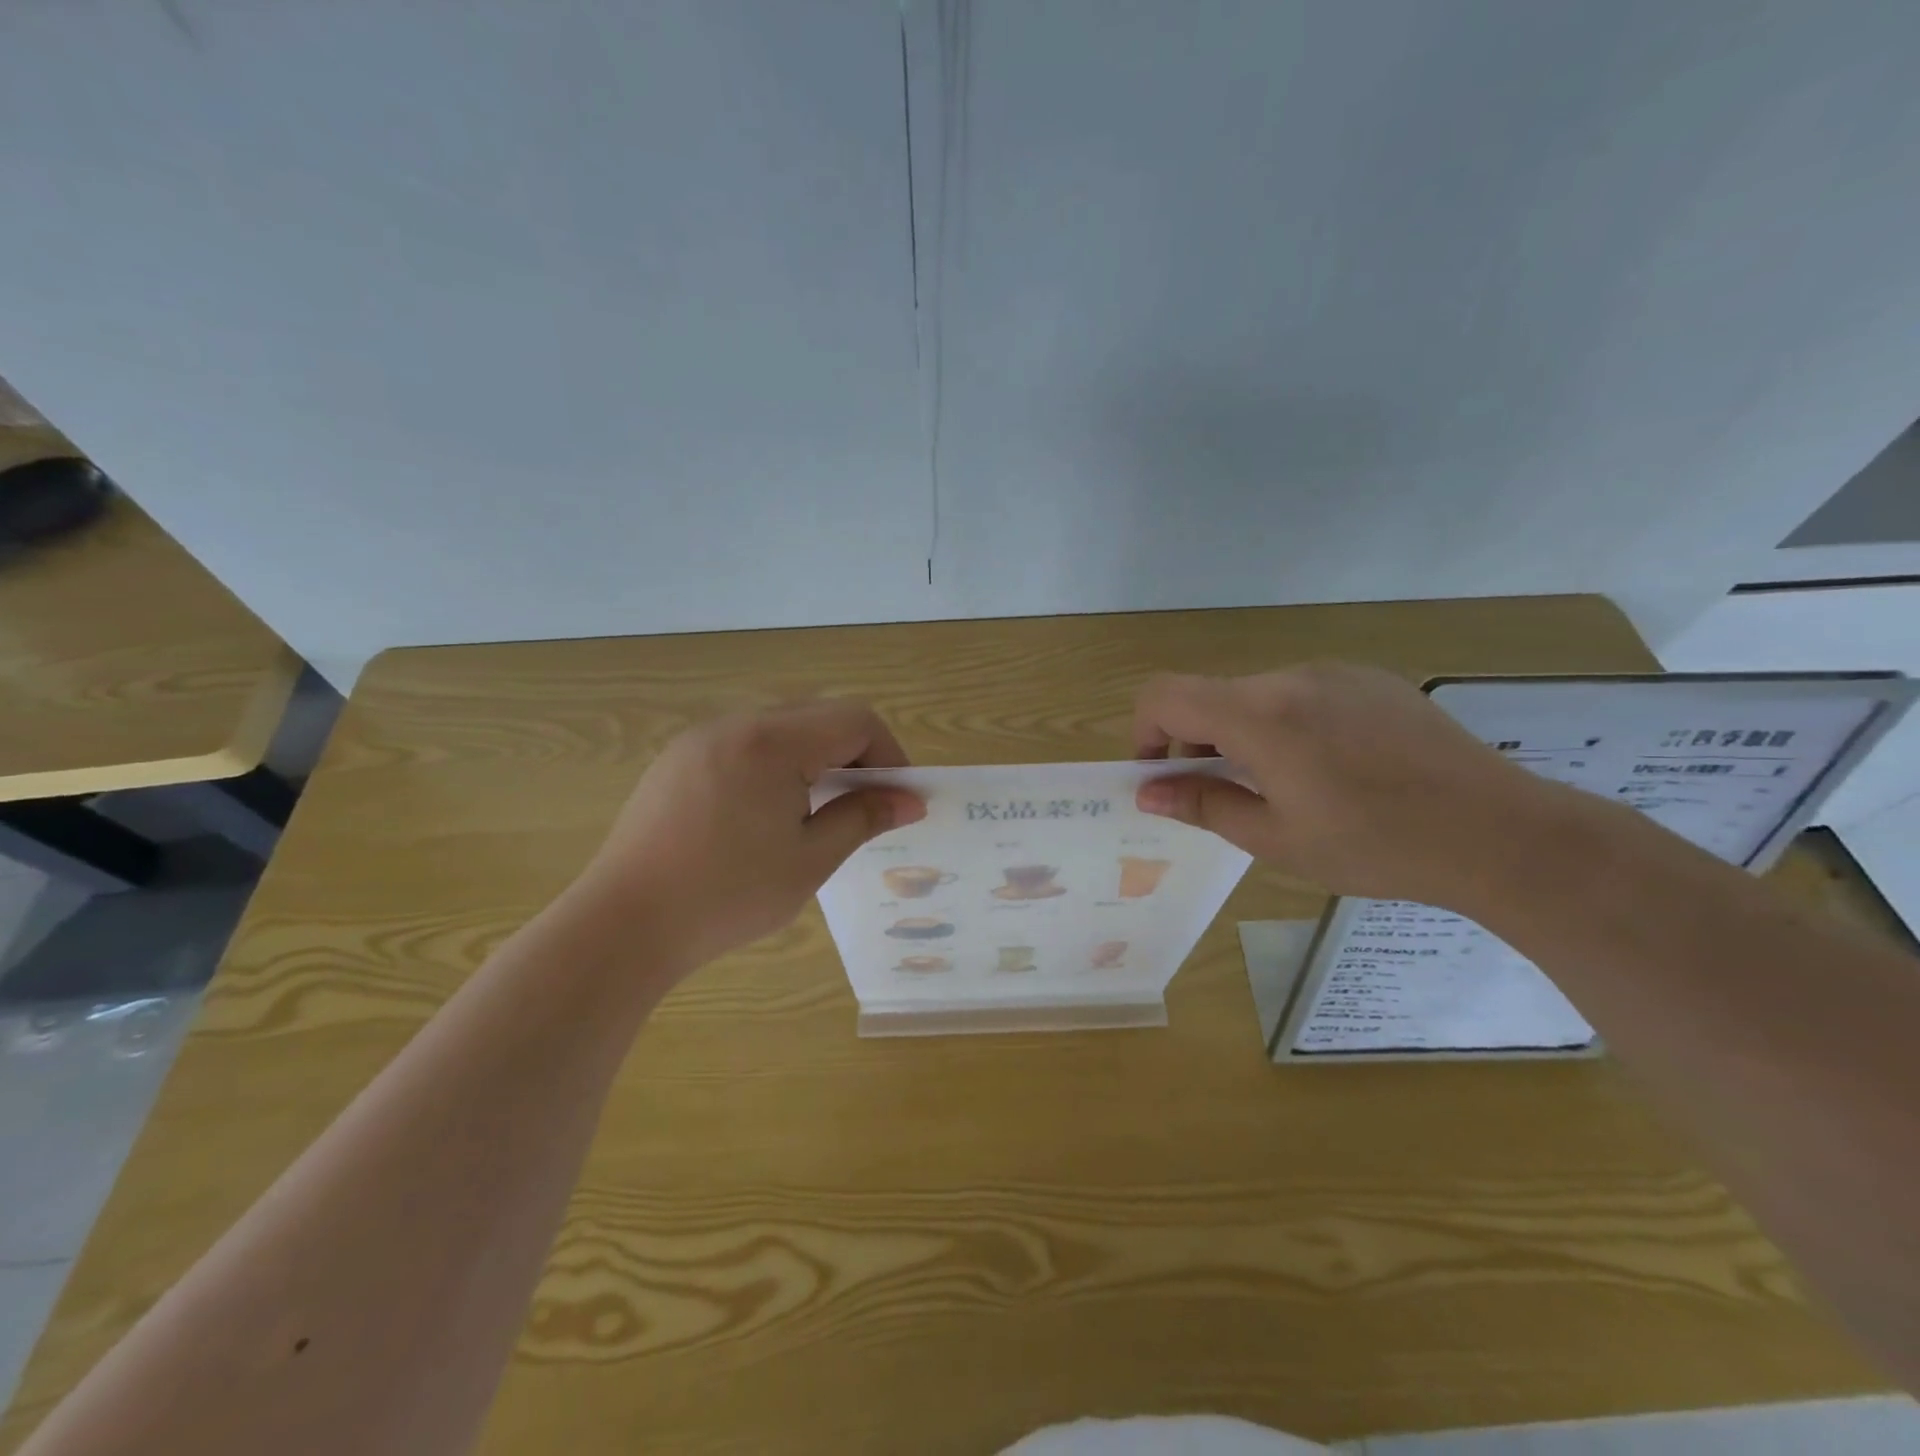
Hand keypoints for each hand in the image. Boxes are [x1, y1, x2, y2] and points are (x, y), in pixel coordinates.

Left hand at [577, 701, 924, 969]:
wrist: (623, 925)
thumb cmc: (727, 895)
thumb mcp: (810, 860)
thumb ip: (863, 818)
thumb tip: (910, 801)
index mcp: (772, 742)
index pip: (855, 720)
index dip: (889, 754)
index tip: (898, 799)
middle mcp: (736, 724)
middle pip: (819, 715)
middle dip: (855, 754)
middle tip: (864, 806)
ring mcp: (701, 739)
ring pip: (782, 727)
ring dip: (815, 757)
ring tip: (817, 811)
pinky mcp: (678, 759)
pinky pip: (745, 743)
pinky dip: (776, 764)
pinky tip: (766, 813)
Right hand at [1132, 664, 1573, 906]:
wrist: (1498, 832)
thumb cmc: (1375, 845)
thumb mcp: (1276, 839)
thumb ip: (1203, 804)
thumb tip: (1148, 791)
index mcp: (1260, 716)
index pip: (1165, 695)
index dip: (1144, 730)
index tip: (1158, 774)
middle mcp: (1291, 678)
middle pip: (1210, 696)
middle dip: (1194, 741)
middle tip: (1217, 794)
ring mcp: (1336, 673)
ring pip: (1256, 696)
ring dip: (1241, 734)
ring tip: (1278, 786)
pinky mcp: (1371, 679)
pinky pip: (1303, 693)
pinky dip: (1286, 724)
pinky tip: (1329, 768)